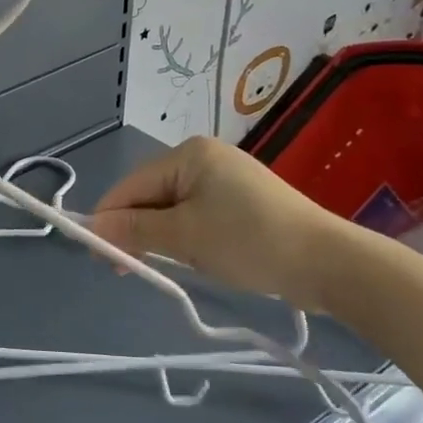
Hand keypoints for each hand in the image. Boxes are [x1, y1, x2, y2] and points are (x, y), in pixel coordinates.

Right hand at [90, 137, 345, 311]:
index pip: (131, 185)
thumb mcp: (184, 237)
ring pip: (172, 207)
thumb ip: (133, 229)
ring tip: (154, 266)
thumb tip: (91, 229)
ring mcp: (226, 180)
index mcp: (188, 154)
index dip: (109, 218)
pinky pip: (196, 215)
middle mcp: (204, 158)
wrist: (331, 263)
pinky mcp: (242, 202)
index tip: (97, 255)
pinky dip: (183, 236)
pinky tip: (184, 257)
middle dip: (134, 229)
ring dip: (158, 236)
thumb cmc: (250, 240)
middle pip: (150, 195)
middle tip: (123, 268)